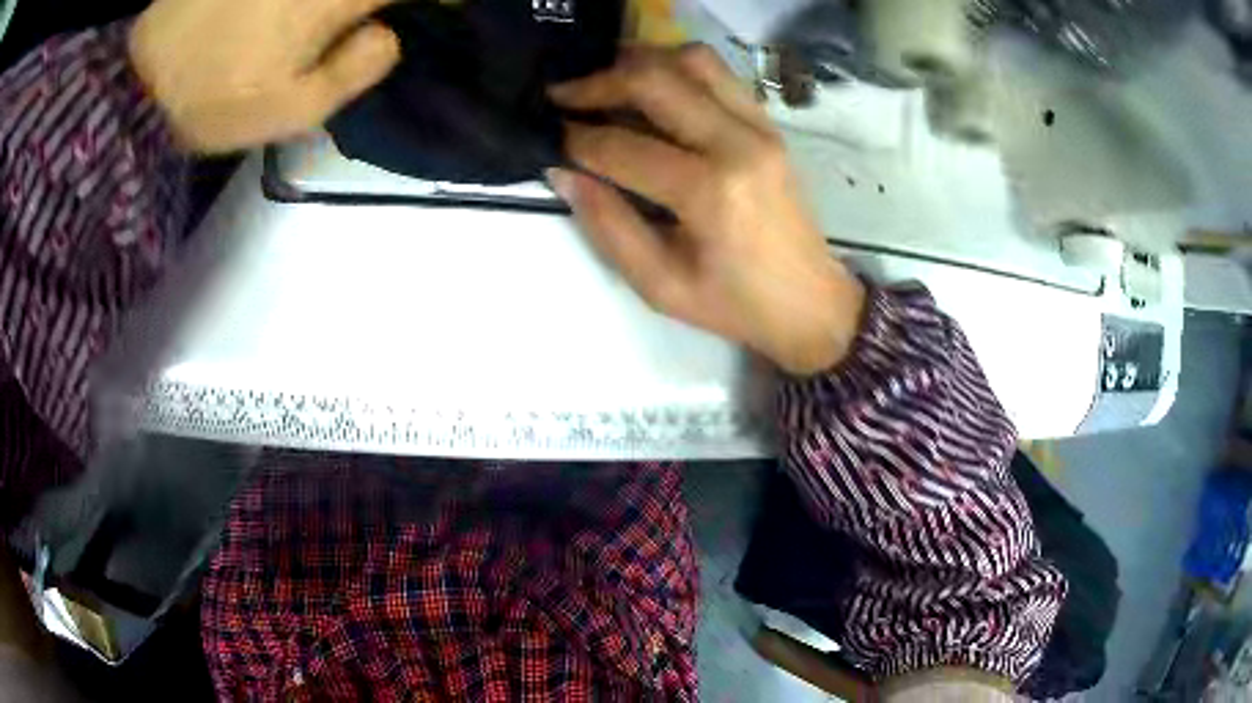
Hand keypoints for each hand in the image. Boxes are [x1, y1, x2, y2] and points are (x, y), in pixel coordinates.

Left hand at [129, 0, 400, 153]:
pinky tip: (304, 13)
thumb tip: (390, 35)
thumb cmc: (214, 101)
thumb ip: (353, 73)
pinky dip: (313, 0)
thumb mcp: (290, 112)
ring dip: (347, 2)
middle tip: (391, 16)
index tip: (444, 8)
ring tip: (340, 21)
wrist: (141, 80)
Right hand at [548, 46, 865, 376]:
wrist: (811, 302)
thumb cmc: (735, 305)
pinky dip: (676, 69)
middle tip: (564, 97)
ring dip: (639, 63)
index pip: (622, 146)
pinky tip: (652, 89)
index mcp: (710, 192)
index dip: (576, 140)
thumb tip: (563, 174)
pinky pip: (718, 74)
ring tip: (605, 84)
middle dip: (597, 83)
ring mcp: (760, 126)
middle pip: (655, 81)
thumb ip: (608, 226)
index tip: (551, 139)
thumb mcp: (660, 285)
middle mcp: (738, 143)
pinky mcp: (769, 124)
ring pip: (691, 60)